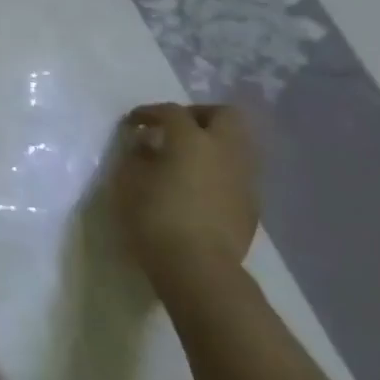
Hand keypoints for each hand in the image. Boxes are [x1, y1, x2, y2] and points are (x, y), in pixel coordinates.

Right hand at [105, 103, 258, 299]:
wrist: (198, 267)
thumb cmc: (154, 218)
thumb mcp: (128, 182)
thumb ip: (136, 155)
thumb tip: (144, 144)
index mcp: (191, 140)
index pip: (171, 112)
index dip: (150, 113)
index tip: (133, 123)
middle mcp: (225, 150)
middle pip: (223, 115)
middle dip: (198, 115)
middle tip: (174, 129)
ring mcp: (244, 177)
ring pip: (237, 143)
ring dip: (214, 142)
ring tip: (188, 158)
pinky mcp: (252, 202)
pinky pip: (238, 171)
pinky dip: (220, 169)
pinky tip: (200, 186)